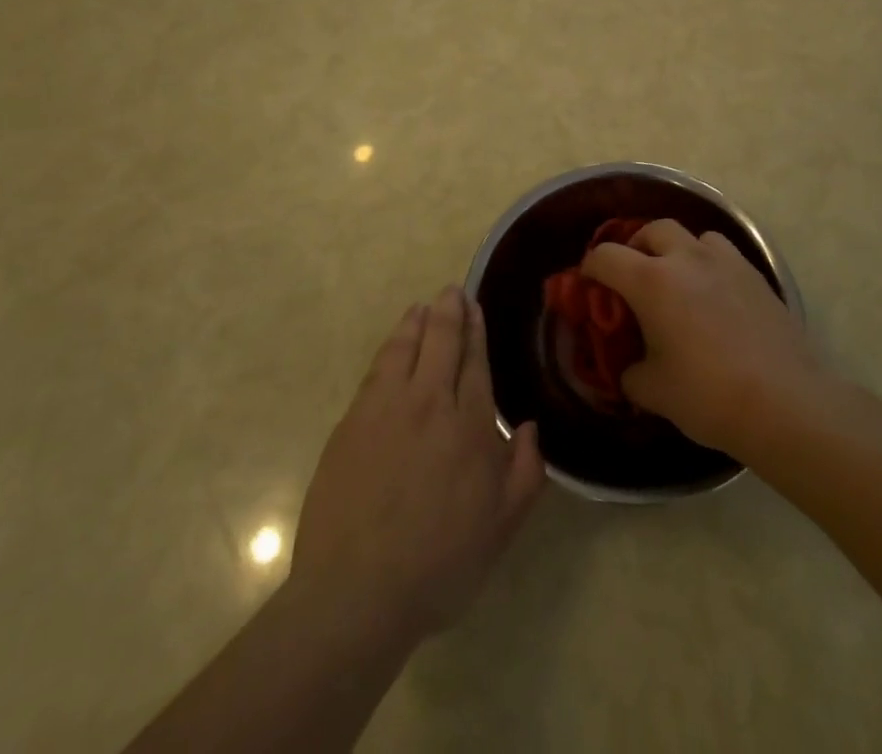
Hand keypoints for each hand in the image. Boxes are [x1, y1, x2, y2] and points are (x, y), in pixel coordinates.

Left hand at [289, 286, 545, 647]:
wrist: (356, 591)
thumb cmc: (439, 563)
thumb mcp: (501, 528)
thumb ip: (525, 473)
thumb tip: (529, 427)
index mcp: (469, 425)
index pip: (474, 362)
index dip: (475, 331)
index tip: (474, 306)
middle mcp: (429, 403)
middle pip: (440, 342)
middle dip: (448, 312)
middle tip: (452, 291)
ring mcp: (385, 408)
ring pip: (404, 348)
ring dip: (416, 322)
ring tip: (423, 306)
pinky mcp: (352, 422)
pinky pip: (376, 370)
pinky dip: (389, 348)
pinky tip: (392, 346)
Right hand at [582, 220, 818, 454]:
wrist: (785, 403)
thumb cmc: (708, 395)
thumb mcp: (653, 391)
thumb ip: (629, 373)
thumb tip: (627, 368)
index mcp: (651, 281)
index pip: (606, 256)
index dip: (590, 269)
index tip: (589, 286)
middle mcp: (686, 258)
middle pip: (652, 230)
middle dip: (636, 247)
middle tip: (634, 277)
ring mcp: (726, 263)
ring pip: (693, 236)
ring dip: (678, 250)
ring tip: (678, 281)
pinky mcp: (756, 276)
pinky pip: (724, 254)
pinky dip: (709, 264)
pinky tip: (714, 296)